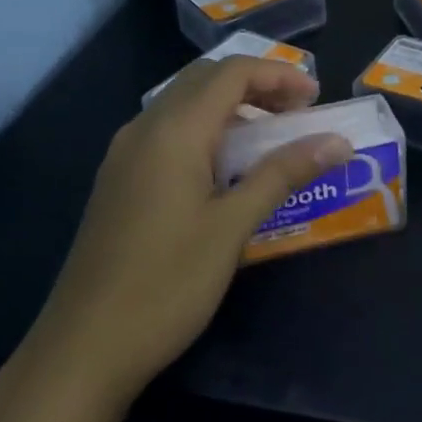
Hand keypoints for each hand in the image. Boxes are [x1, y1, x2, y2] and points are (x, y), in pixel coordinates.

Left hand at [11, 56, 350, 411]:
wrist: (84, 348)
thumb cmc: (166, 284)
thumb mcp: (232, 227)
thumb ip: (283, 174)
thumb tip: (338, 142)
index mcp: (173, 131)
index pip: (231, 72)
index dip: (278, 75)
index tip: (317, 98)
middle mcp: (144, 129)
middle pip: (205, 80)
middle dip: (256, 85)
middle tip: (298, 113)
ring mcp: (125, 154)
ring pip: (183, 104)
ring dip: (230, 106)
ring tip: (270, 137)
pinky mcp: (119, 180)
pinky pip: (168, 132)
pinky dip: (206, 130)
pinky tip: (226, 168)